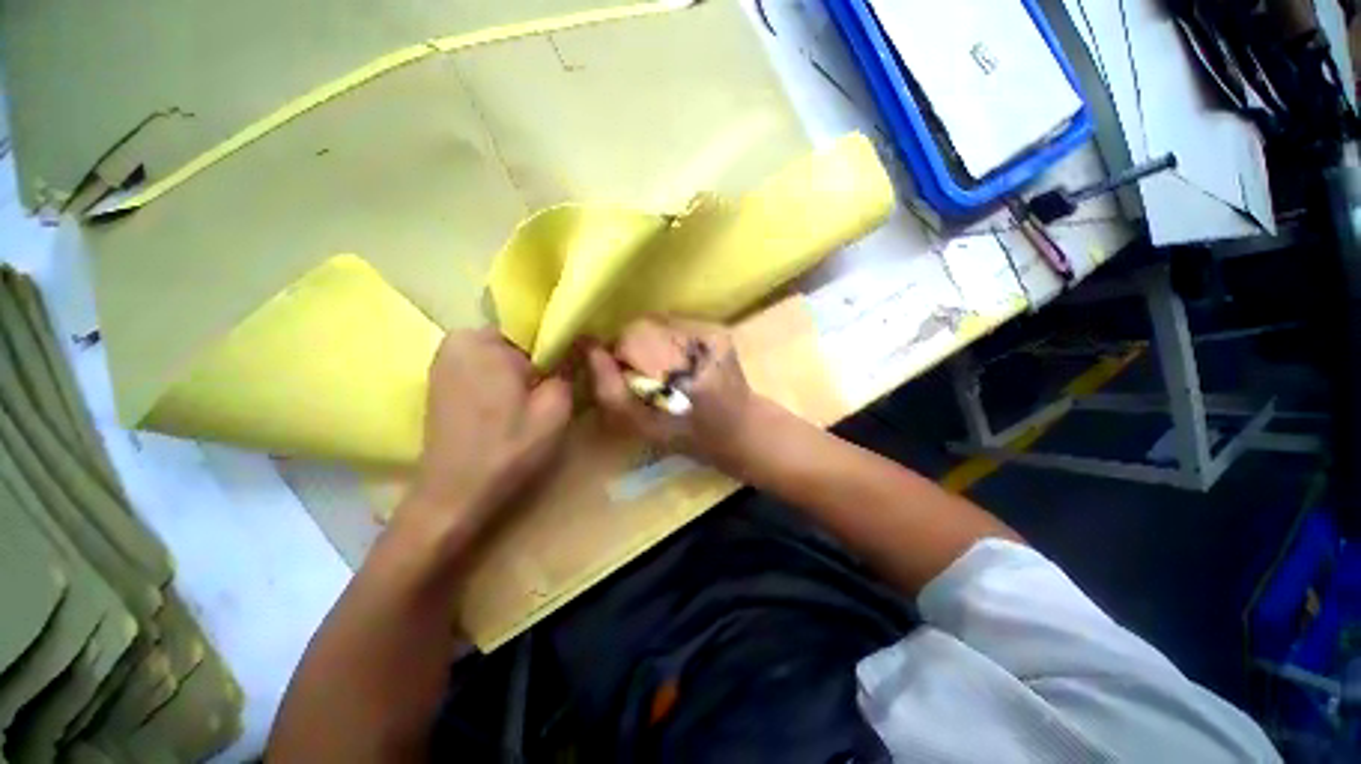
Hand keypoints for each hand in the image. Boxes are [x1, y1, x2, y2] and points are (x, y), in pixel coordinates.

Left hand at [405, 329, 572, 537]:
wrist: (455, 494)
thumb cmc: (509, 448)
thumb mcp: (554, 407)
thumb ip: (570, 366)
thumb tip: (585, 339)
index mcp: (483, 340)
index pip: (536, 327)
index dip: (561, 346)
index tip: (575, 366)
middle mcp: (457, 340)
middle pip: (518, 340)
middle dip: (539, 360)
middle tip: (556, 388)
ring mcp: (444, 360)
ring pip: (502, 355)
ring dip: (522, 371)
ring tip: (536, 399)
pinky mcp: (440, 380)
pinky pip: (483, 367)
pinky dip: (502, 380)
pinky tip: (511, 407)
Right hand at [587, 317, 756, 469]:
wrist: (739, 428)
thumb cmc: (687, 436)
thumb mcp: (640, 426)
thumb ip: (610, 390)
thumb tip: (589, 347)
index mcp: (682, 374)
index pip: (631, 338)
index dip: (619, 355)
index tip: (625, 376)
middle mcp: (700, 345)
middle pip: (643, 325)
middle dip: (633, 346)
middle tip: (644, 374)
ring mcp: (713, 332)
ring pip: (658, 321)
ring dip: (650, 341)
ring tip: (663, 368)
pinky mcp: (719, 329)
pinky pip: (676, 323)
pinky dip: (668, 337)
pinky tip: (679, 360)